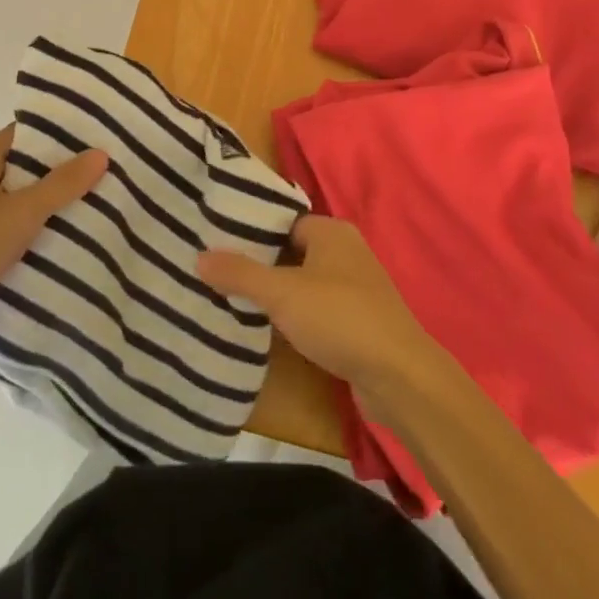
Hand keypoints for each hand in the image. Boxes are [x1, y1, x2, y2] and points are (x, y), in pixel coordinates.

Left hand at [0, 127, 105, 348]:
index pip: (20, 134)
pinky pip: (8, 230)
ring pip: (16, 201)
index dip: (54, 131)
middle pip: (21, 166)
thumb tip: (100, 153)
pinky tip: (61, 242)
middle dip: (58, 169)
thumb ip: (61, 184)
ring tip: (92, 203)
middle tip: (100, 170)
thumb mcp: (21, 213)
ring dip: (47, 203)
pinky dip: (32, 232)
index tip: (91, 134)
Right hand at [197, 215, 447, 413]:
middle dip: (257, 263)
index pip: (281, 221)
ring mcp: (353, 288)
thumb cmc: (340, 318)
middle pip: (289, 251)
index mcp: (331, 232)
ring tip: (229, 297)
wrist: (399, 377)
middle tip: (214, 270)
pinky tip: (264, 327)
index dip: (250, 230)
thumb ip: (240, 274)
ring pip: (301, 282)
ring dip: (273, 292)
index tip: (214, 240)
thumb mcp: (282, 293)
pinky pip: (313, 309)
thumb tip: (199, 257)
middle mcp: (344, 252)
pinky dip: (291, 315)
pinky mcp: (355, 321)